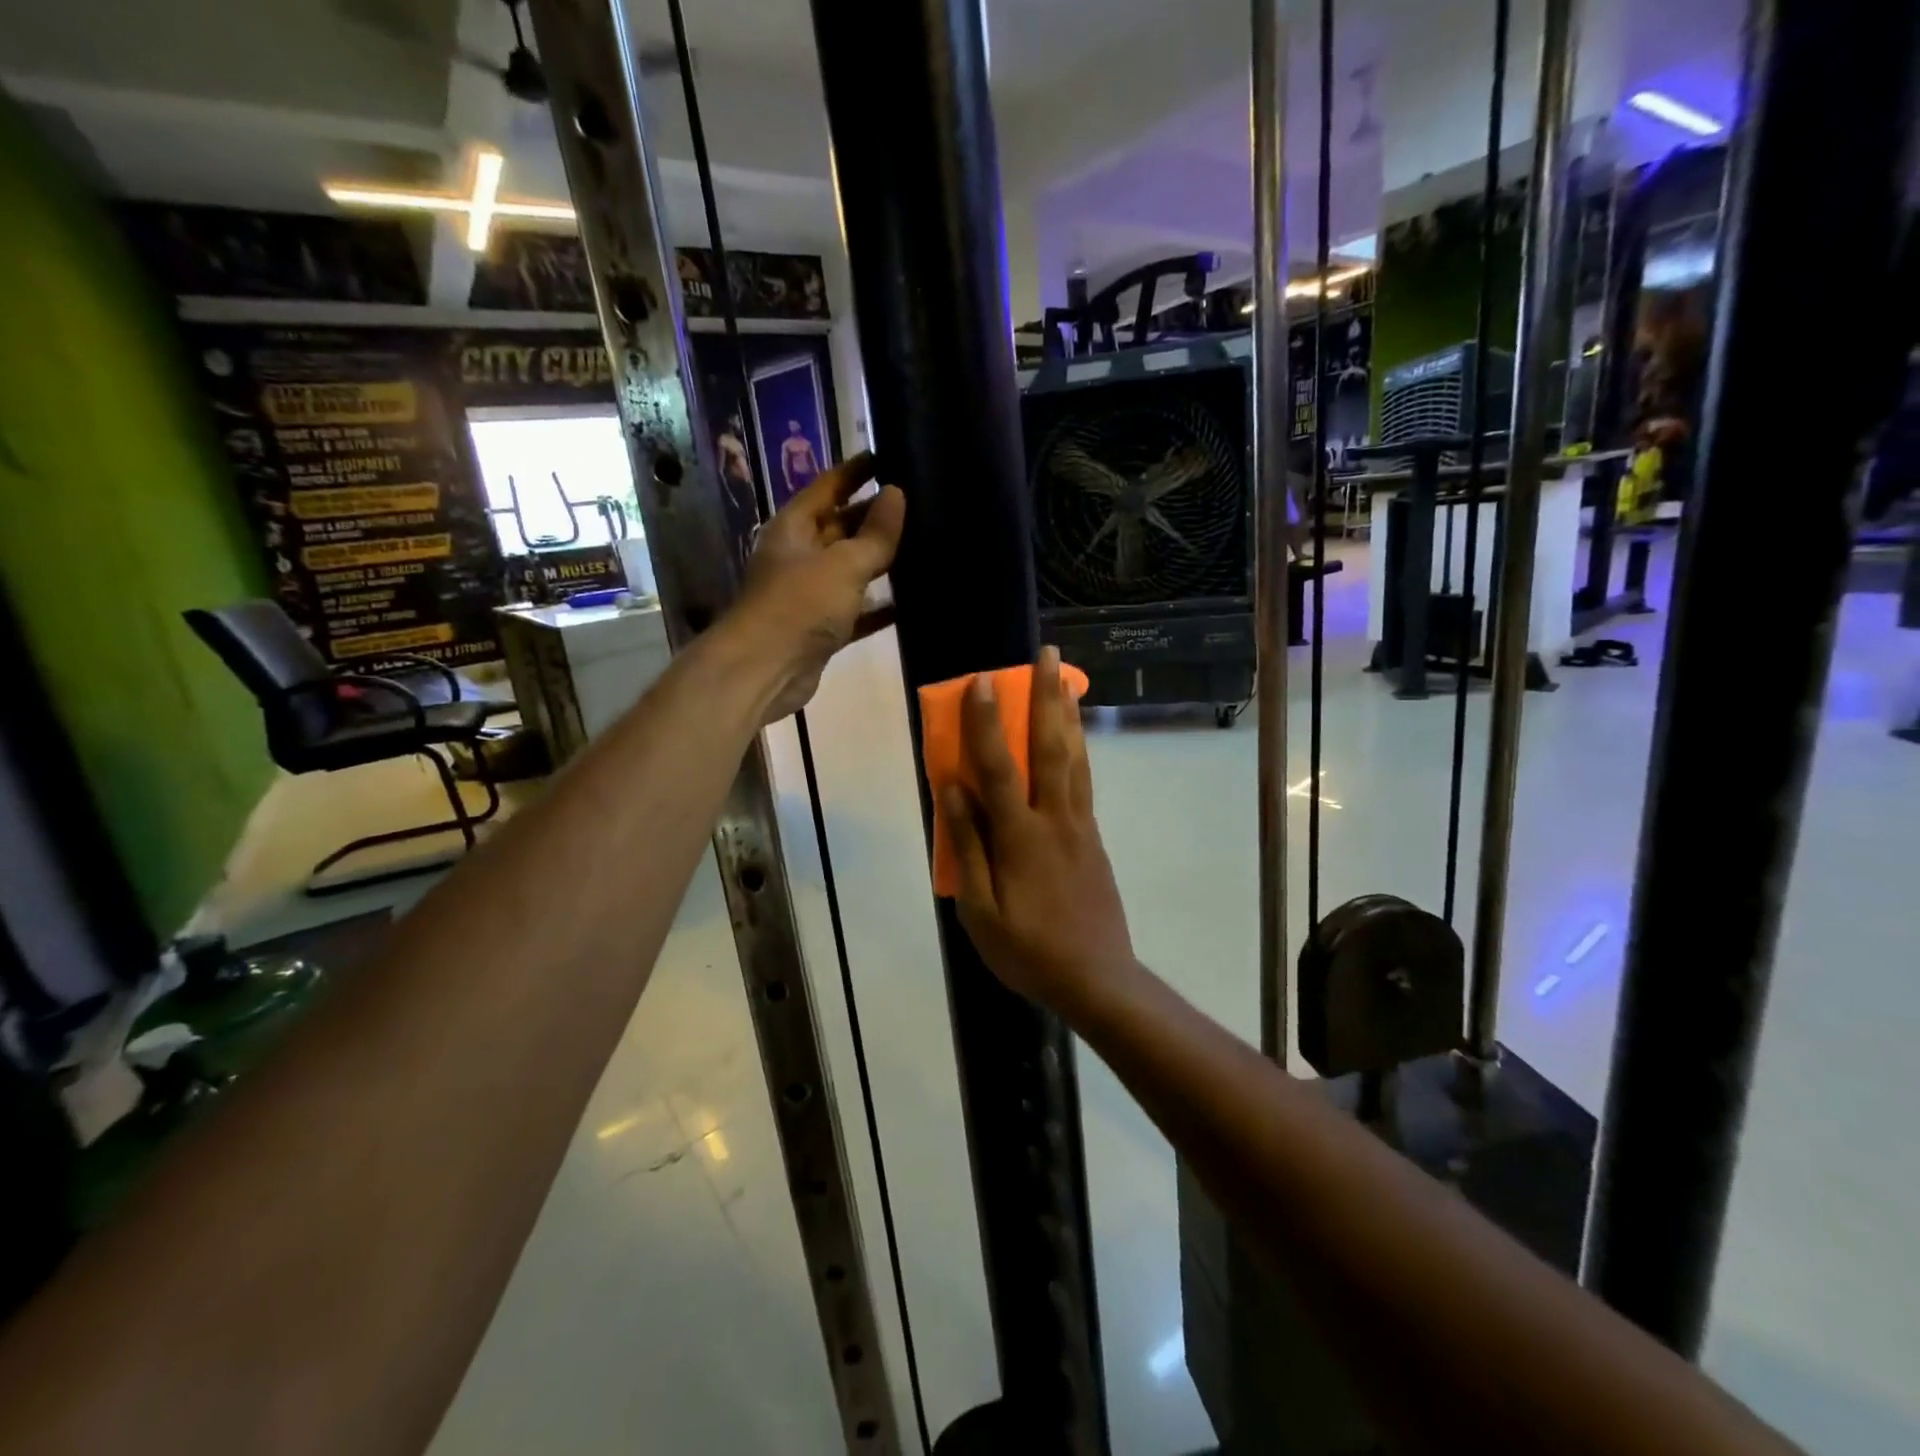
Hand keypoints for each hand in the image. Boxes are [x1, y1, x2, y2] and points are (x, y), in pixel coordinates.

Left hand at [735, 451, 904, 721]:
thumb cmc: (800, 605)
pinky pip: (856, 610)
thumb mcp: (844, 564)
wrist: (765, 670)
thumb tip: (896, 493)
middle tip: (920, 503)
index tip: (889, 455)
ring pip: (851, 570)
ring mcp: (809, 593)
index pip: (828, 486)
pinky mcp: (821, 628)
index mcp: (794, 528)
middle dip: (876, 517)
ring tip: (925, 546)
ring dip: (881, 562)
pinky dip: (879, 606)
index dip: (857, 471)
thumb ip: (875, 533)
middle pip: (842, 527)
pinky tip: (912, 600)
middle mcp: (799, 555)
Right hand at [943, 647, 1135, 1014]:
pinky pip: (1084, 780)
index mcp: (1020, 837)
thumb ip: (967, 844)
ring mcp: (1080, 825)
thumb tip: (952, 787)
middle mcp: (1054, 819)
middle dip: (1046, 697)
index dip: (985, 723)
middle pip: (1050, 747)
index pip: (998, 768)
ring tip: (1065, 678)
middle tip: (1048, 654)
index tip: (980, 680)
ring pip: (1074, 758)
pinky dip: (1079, 748)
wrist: (1097, 978)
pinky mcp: (1092, 836)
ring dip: (1067, 714)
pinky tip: (1074, 736)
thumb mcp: (979, 909)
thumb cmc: (1027, 950)